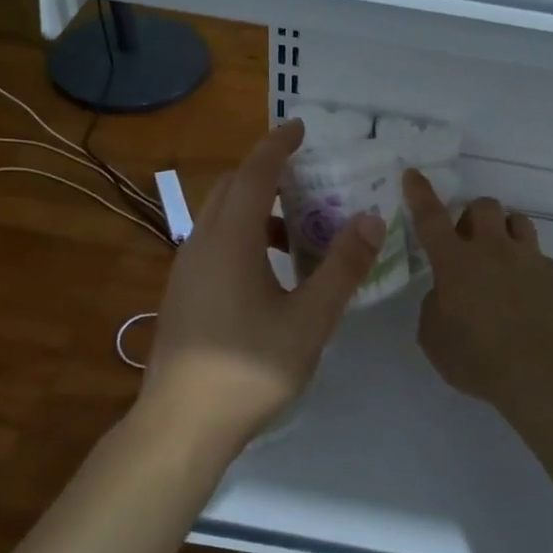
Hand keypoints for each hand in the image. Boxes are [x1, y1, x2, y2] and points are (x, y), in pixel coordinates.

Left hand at [138, 120, 384, 453]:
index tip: (301, 127)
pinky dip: (243, 235)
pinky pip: (213, 242)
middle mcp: (202, 243)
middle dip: (267, 173)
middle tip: (307, 178)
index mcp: (231, 239)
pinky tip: (269, 272)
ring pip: (220, 216)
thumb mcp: (310, 319)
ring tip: (298, 230)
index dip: (279, 145)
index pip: (256, 173)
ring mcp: (186, 268)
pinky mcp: (181, 293)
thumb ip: (342, 266)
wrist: (181, 425)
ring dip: (256, 208)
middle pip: (232, 187)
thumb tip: (371, 218)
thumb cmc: (250, 369)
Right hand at [404, 172, 552, 413]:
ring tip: (500, 256)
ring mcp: (528, 258)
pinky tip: (526, 294)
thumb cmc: (477, 357)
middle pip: (483, 205)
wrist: (542, 372)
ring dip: (503, 230)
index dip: (420, 193)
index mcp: (455, 262)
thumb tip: (446, 293)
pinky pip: (538, 256)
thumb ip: (434, 305)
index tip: (413, 173)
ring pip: (517, 220)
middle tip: (467, 242)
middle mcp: (492, 249)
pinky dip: (528, 266)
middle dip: (472, 216)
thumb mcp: (434, 337)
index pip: (431, 217)